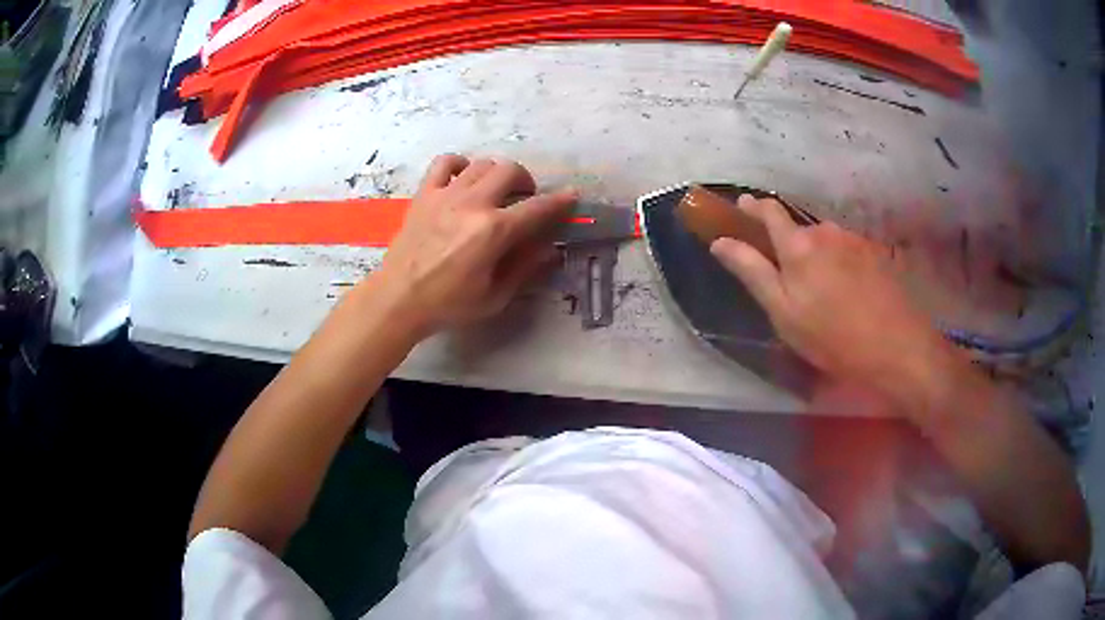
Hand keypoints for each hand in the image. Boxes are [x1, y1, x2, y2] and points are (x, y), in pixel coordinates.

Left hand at [373, 154, 575, 336]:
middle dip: (526, 182)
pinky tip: (463, 179)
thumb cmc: (448, 305)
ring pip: (482, 164)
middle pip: (510, 171)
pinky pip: (445, 162)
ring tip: (495, 192)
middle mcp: (473, 204)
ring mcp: (446, 195)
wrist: (398, 300)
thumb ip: (525, 268)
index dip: (559, 201)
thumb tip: (550, 249)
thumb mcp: (495, 296)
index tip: (571, 196)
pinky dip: (460, 165)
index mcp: (493, 231)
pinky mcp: (425, 194)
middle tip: (524, 199)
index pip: (537, 208)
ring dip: (496, 174)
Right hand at [710, 195, 954, 401]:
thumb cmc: (833, 337)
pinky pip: (844, 250)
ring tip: (819, 291)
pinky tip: (844, 291)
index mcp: (798, 245)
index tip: (740, 207)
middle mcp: (825, 231)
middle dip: (786, 244)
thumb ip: (752, 272)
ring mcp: (853, 240)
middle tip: (786, 279)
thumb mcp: (784, 313)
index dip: (752, 206)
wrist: (896, 346)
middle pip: (798, 229)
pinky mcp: (873, 253)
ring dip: (814, 255)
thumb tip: (721, 242)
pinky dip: (836, 263)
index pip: (769, 210)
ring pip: (823, 240)